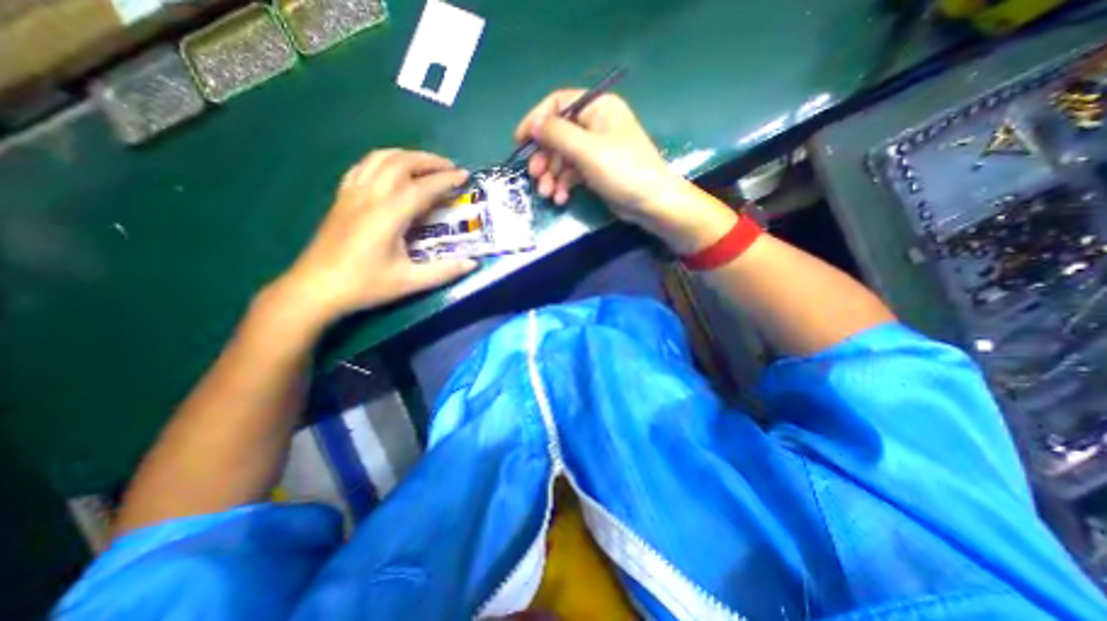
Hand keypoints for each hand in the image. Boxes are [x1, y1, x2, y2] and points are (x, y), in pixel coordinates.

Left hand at [269, 148, 479, 329]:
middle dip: (428, 160)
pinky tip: (392, 171)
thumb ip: (444, 271)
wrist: (316, 288)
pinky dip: (383, 161)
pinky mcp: (342, 198)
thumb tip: (473, 263)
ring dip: (406, 156)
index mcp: (388, 215)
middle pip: (400, 163)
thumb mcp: (410, 282)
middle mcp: (370, 196)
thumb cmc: (365, 285)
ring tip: (425, 165)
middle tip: (450, 168)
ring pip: (379, 158)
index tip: (465, 176)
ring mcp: (352, 194)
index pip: (422, 187)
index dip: (446, 180)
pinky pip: (363, 167)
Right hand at [517, 87, 733, 251]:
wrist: (650, 202)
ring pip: (564, 157)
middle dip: (544, 157)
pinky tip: (561, 198)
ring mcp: (596, 148)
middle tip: (535, 176)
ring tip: (547, 193)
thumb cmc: (621, 170)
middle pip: (558, 134)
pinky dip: (564, 184)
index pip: (558, 104)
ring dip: (552, 175)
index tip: (519, 142)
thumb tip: (533, 125)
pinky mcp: (596, 170)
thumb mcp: (586, 149)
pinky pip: (573, 172)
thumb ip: (556, 134)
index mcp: (597, 108)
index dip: (536, 121)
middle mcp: (596, 124)